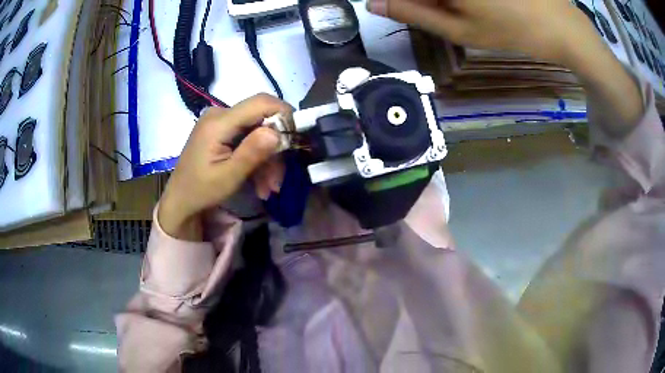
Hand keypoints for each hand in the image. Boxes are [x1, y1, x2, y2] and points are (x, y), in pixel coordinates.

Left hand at [159, 94, 291, 239]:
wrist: (180, 200)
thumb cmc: (200, 191)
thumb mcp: (228, 177)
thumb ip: (252, 153)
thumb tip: (278, 132)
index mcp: (218, 122)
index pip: (261, 103)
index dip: (284, 116)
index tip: (296, 141)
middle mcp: (220, 114)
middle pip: (262, 119)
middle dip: (275, 148)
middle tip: (279, 179)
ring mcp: (221, 122)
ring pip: (258, 131)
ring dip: (268, 159)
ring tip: (269, 188)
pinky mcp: (223, 131)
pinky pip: (249, 138)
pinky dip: (257, 158)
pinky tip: (260, 183)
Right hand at [367, 0, 594, 64]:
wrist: (562, 25)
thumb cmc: (513, 30)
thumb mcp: (461, 29)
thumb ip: (413, 13)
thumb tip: (374, 3)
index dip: (398, 1)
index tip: (399, 9)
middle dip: (423, 1)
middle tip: (443, 12)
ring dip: (441, 2)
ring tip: (465, 11)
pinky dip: (458, 1)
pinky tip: (475, 7)